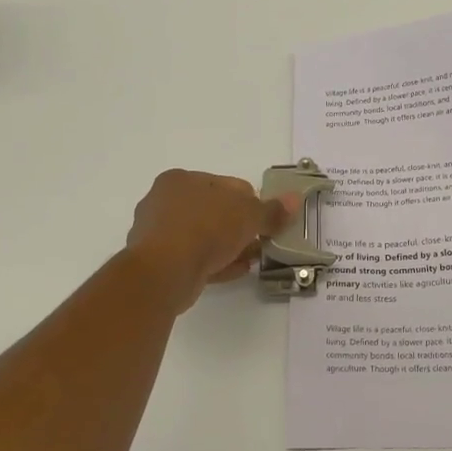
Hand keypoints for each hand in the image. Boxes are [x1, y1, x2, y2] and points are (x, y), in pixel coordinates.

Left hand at [124, 170, 288, 312]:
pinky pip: (194, 258)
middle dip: (239, 226)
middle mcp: (163, 202)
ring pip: (203, 237)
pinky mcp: (158, 263)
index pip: (224, 184)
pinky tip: (236, 270)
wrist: (165, 271)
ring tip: (252, 258)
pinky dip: (215, 263)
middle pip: (212, 211)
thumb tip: (294, 200)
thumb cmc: (205, 228)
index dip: (250, 200)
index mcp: (180, 179)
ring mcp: (157, 234)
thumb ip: (271, 210)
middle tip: (261, 240)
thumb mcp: (248, 215)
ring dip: (229, 246)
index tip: (265, 219)